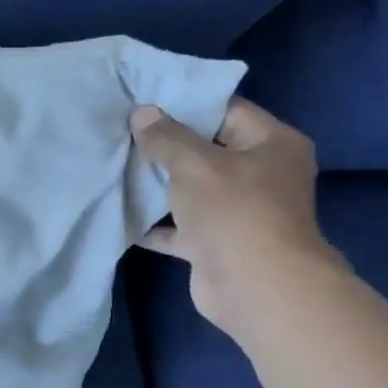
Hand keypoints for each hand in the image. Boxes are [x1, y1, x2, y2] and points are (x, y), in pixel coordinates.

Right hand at [132, 98, 345, 338]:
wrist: (254, 286)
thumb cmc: (235, 212)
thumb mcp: (196, 164)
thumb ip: (167, 138)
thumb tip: (142, 114)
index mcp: (272, 144)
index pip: (226, 111)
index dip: (186, 104)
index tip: (144, 101)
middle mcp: (260, 175)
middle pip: (207, 150)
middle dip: (166, 145)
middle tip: (122, 132)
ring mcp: (237, 212)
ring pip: (191, 190)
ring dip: (157, 185)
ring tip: (115, 167)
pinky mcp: (214, 244)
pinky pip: (179, 227)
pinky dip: (154, 223)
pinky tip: (120, 212)